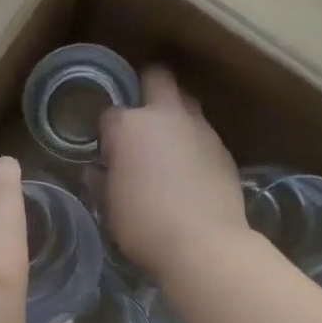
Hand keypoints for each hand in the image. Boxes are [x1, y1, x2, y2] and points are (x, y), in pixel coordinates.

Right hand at [99, 66, 249, 285]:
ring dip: (175, 115)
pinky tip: (191, 169)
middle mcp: (166, 116)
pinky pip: (204, 133)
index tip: (108, 152)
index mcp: (129, 126)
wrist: (204, 245)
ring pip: (186, 102)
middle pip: (157, 77)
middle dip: (147, 87)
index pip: (110, 114)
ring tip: (168, 145)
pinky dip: (194, 143)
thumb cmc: (144, 225)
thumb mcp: (110, 207)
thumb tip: (98, 172)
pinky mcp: (224, 148)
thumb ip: (102, 182)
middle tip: (141, 116)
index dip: (107, 132)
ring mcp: (200, 129)